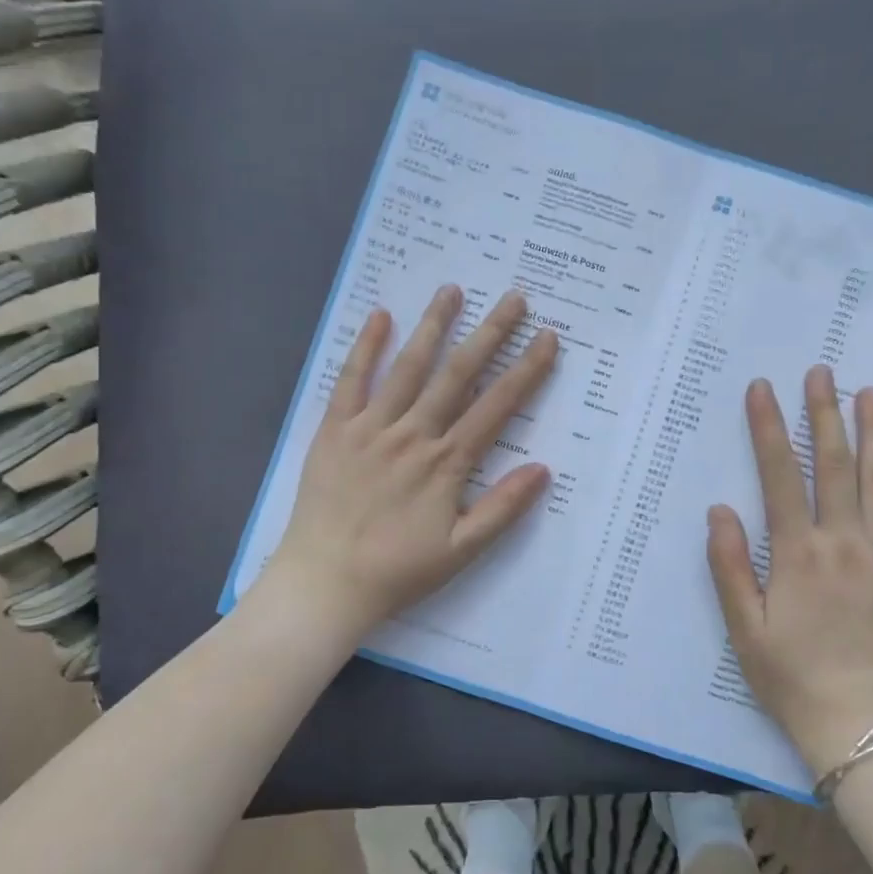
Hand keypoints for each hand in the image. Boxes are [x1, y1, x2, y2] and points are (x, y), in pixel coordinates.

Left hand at [263, 284, 559, 647]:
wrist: (325, 582)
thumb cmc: (397, 570)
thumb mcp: (461, 550)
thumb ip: (503, 508)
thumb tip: (543, 468)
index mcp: (446, 463)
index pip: (496, 406)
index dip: (526, 370)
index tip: (547, 338)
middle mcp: (413, 435)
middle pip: (458, 375)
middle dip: (489, 333)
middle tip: (513, 298)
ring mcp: (371, 428)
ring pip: (408, 368)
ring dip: (433, 327)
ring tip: (453, 291)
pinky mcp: (335, 430)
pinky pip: (351, 381)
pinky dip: (365, 347)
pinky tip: (380, 317)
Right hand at [706, 369, 872, 776]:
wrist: (857, 721)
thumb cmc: (789, 674)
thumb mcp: (743, 625)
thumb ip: (731, 565)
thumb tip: (720, 509)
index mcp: (798, 552)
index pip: (780, 475)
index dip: (770, 428)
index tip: (762, 389)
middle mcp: (843, 542)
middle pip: (833, 465)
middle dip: (824, 414)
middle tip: (821, 371)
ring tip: (870, 393)